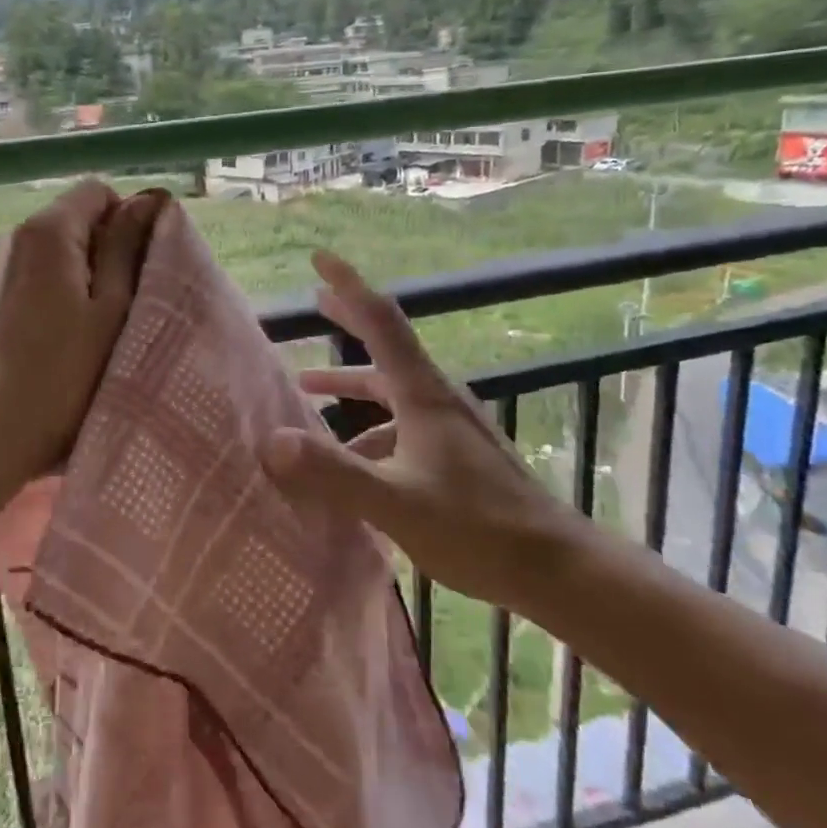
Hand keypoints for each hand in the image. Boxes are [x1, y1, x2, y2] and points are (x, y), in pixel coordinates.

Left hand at [0, 180, 164, 489]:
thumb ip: (127, 247)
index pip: (97, 191)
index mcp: (46, 230)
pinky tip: (67, 331)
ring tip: (98, 321)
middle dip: (107, 247)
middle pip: (76, 217)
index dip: (127, 219)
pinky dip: (61, 287)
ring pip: (58, 246)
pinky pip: (38, 270)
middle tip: (125, 300)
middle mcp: (15, 234)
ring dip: (86, 271)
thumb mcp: (113, 307)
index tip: (139, 266)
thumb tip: (147, 201)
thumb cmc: (68, 372)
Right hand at [258, 250, 588, 606]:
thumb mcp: (395, 502)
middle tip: (316, 301)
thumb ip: (333, 472)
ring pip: (391, 391)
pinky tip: (353, 461)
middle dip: (349, 322)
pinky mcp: (457, 455)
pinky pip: (402, 425)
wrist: (555, 568)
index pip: (381, 321)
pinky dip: (369, 428)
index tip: (320, 259)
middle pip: (386, 346)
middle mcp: (437, 399)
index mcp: (422, 394)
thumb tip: (271, 440)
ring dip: (351, 385)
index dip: (349, 286)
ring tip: (309, 394)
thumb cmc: (476, 528)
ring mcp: (451, 427)